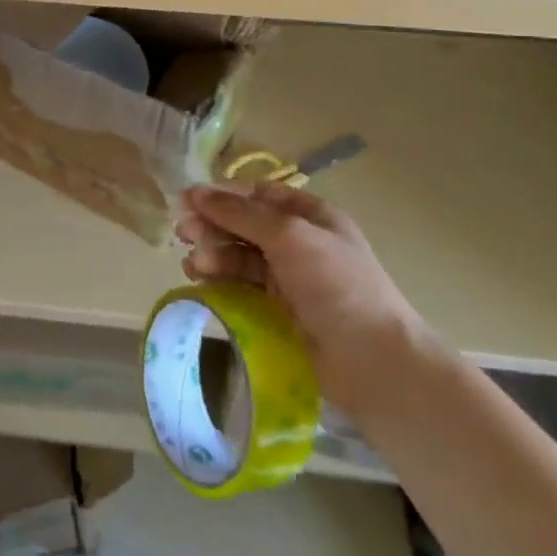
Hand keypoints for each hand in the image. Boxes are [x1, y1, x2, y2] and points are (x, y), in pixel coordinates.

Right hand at [176, 181, 433, 411]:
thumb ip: (240, 214)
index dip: (224, 195)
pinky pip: (242, 286)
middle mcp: (300, 242)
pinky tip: (202, 281)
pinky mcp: (279, 312)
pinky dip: (221, 280)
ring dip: (214, 253)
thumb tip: (195, 192)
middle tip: (182, 233)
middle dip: (213, 225)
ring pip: (241, 256)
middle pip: (246, 224)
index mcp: (311, 215)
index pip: (259, 194)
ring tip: (194, 264)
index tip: (188, 201)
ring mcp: (290, 278)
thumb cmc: (336, 285)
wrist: (373, 363)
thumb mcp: (289, 236)